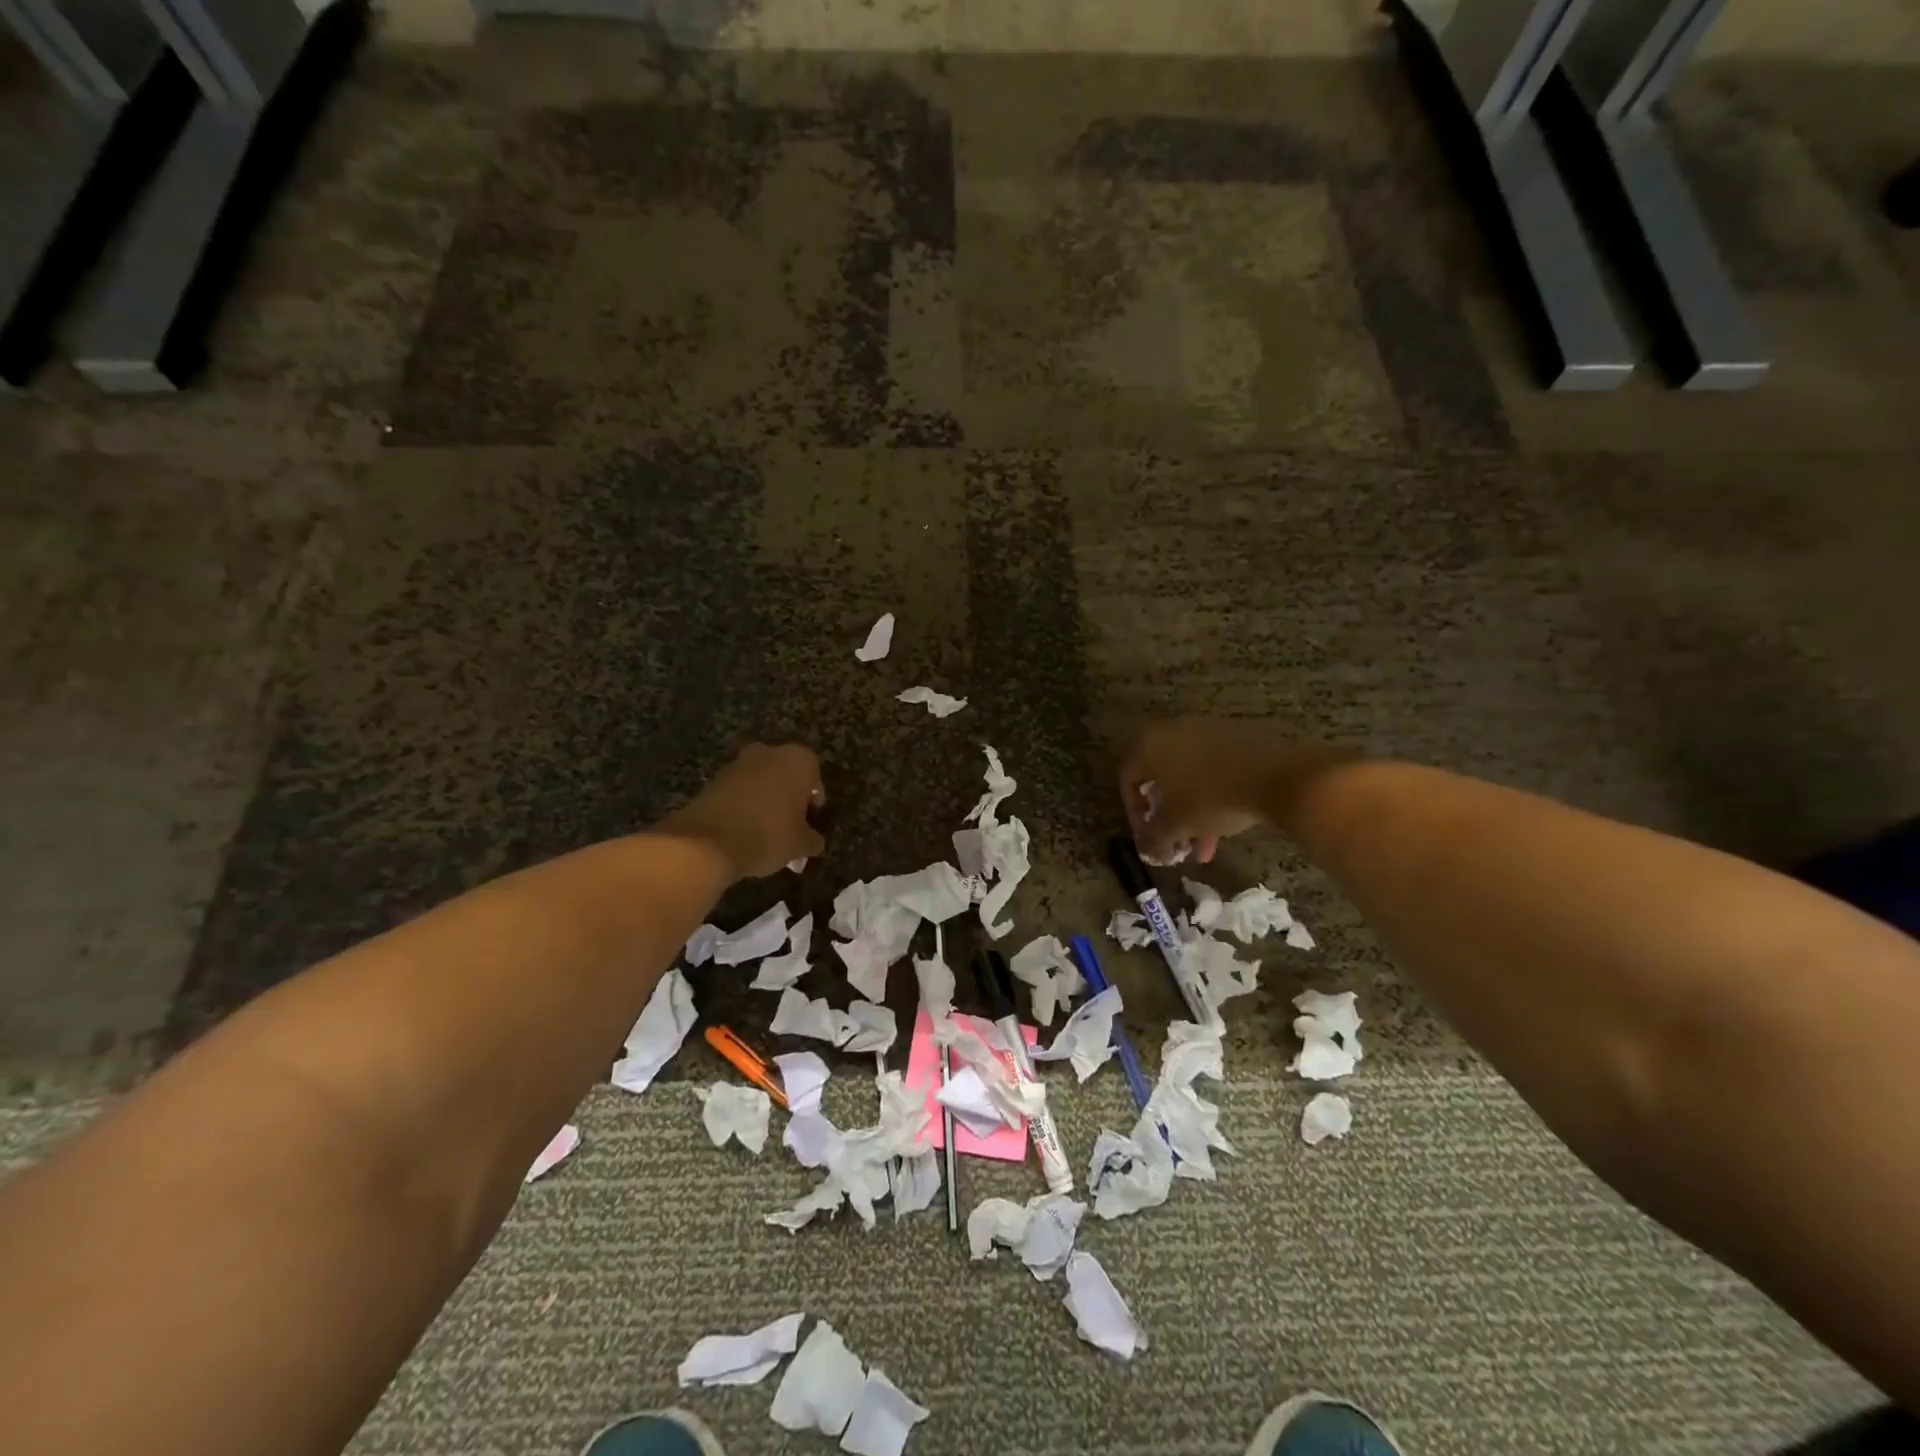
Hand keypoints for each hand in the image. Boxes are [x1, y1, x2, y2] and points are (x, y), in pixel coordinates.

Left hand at [664, 744, 825, 879]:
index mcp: (797, 760)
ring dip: (764, 801)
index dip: (814, 801)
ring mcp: (737, 764)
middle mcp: (768, 753)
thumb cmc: (769, 834)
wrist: (709, 842)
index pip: (814, 776)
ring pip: (760, 782)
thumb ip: (812, 839)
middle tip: (790, 825)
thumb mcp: (800, 844)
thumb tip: (814, 842)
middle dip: (788, 797)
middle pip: (785, 775)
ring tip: (766, 832)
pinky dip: (743, 806)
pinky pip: (738, 791)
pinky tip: (744, 831)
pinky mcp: (713, 780)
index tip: (811, 822)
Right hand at [1119, 718, 1341, 863]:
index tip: (1149, 837)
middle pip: (1160, 776)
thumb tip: (1147, 851)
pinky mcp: (1235, 735)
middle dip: (1166, 814)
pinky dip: (1212, 794)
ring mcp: (1206, 730)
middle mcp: (1172, 729)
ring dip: (1191, 810)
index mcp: (1149, 744)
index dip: (1133, 813)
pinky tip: (1226, 824)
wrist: (1278, 776)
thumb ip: (1154, 838)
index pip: (1128, 778)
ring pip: (1189, 775)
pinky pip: (1213, 767)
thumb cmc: (1212, 798)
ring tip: (1203, 844)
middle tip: (1174, 839)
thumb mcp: (1177, 824)